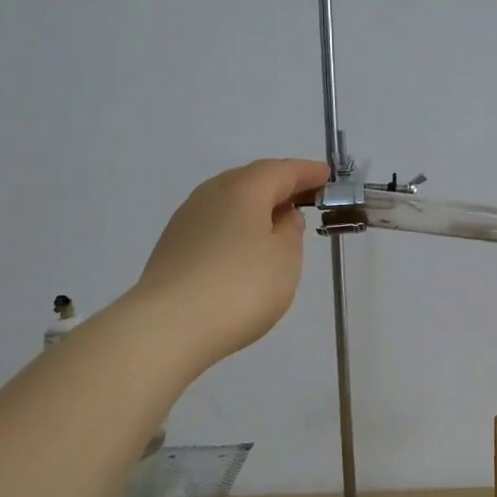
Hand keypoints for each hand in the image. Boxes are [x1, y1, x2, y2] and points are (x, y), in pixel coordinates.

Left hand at [131, 158, 330, 372]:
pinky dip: (236, 227)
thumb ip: (290, 232)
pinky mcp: (173, 245)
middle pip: (251, 180)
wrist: (169, 326)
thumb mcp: (284, 259)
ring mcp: (187, 219)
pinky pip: (214, 224)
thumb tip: (282, 217)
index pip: (282, 170)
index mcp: (243, 189)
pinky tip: (243, 248)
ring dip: (255, 207)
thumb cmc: (240, 287)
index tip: (327, 176)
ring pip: (229, 202)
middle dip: (280, 186)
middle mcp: (211, 194)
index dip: (307, 172)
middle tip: (305, 198)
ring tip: (276, 224)